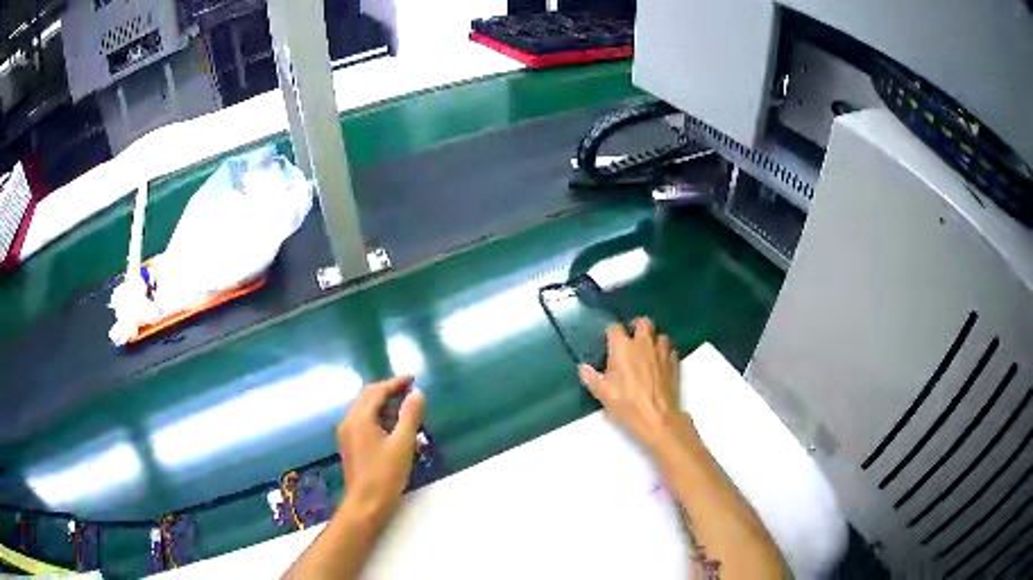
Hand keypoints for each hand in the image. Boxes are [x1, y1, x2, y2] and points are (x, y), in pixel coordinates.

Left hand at [337, 376, 425, 528]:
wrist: (365, 503)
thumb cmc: (385, 474)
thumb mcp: (403, 444)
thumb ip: (410, 416)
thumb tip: (417, 393)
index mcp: (360, 418)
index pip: (377, 391)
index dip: (395, 383)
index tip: (412, 379)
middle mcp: (349, 421)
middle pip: (367, 396)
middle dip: (387, 390)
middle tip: (409, 390)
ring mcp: (346, 433)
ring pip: (363, 408)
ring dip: (382, 403)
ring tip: (404, 407)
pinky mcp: (349, 444)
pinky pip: (362, 420)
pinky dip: (377, 415)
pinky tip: (390, 426)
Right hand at [578, 318, 683, 452]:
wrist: (657, 417)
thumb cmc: (626, 404)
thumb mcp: (602, 393)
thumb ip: (591, 377)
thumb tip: (583, 368)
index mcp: (623, 347)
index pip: (615, 328)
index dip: (611, 332)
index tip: (608, 340)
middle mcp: (644, 343)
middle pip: (643, 322)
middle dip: (637, 326)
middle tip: (631, 337)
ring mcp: (662, 352)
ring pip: (660, 335)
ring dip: (654, 339)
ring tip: (648, 350)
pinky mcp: (674, 363)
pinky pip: (671, 350)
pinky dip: (665, 353)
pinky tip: (660, 362)